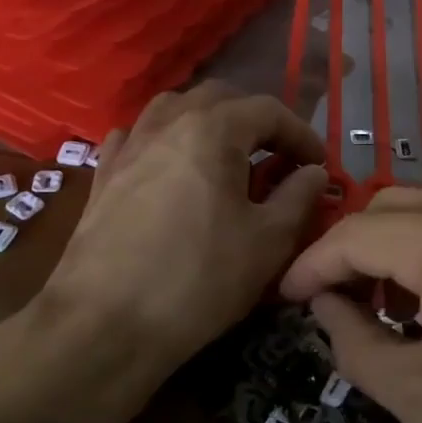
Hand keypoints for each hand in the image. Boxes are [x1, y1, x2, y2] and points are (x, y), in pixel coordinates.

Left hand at [47, 83, 327, 369]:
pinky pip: (137, 136)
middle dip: (255, 120)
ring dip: (207, 121)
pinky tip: (168, 164)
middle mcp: (169, 122)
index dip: (301, 134)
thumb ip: (298, 197)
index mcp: (213, 129)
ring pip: (174, 108)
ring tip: (224, 154)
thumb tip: (313, 172)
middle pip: (220, 98)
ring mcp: (130, 145)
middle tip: (276, 156)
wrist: (104, 324)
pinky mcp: (103, 173)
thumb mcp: (268, 241)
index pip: (269, 110)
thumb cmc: (198, 279)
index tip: (318, 165)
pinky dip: (162, 139)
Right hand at [279, 184, 421, 422]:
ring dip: (394, 242)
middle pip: (391, 205)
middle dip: (351, 247)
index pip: (355, 234)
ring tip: (383, 305)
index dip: (310, 264)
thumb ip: (352, 342)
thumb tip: (322, 305)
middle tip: (332, 302)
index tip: (280, 298)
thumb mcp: (417, 397)